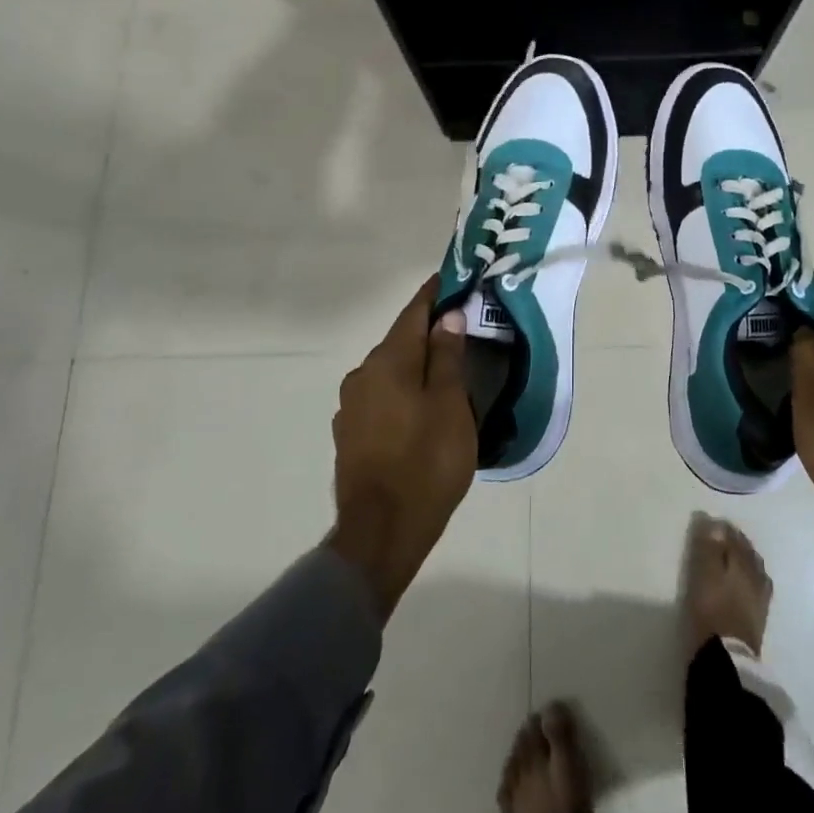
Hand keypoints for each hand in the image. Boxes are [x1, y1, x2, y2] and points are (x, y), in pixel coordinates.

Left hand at [327, 277, 476, 619]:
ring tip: (446, 370)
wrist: (381, 533)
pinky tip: (422, 407)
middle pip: (401, 341)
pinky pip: (382, 396)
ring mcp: (351, 406)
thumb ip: (446, 356)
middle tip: (463, 328)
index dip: (435, 294)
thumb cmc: (426, 462)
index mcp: (388, 361)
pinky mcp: (350, 434)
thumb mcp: (450, 404)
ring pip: (391, 371)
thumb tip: (446, 317)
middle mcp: (362, 375)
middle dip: (429, 332)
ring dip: (416, 364)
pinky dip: (404, 391)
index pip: (414, 312)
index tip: (454, 279)